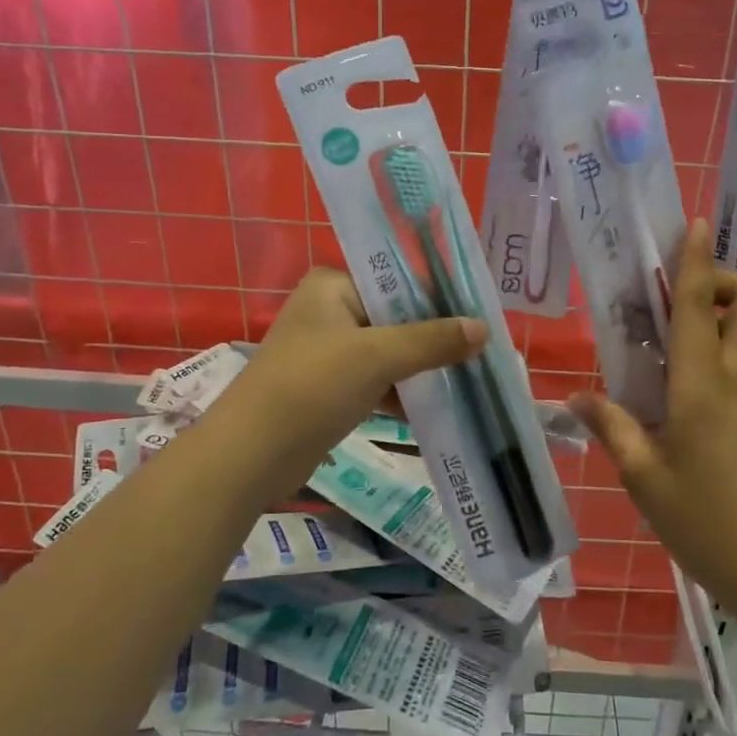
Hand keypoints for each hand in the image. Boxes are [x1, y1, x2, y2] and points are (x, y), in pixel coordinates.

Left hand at [235, 268, 485, 491]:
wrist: (252, 454)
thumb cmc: (312, 386)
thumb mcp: (377, 356)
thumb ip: (432, 341)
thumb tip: (484, 329)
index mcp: (334, 286)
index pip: (398, 281)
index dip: (439, 298)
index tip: (480, 314)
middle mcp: (330, 310)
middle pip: (397, 317)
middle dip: (435, 336)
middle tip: (482, 348)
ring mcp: (329, 351)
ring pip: (389, 351)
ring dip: (422, 366)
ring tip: (470, 375)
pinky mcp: (330, 388)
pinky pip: (377, 380)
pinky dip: (402, 391)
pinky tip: (437, 404)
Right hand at [569, 220, 736, 593]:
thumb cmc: (706, 521)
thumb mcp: (644, 479)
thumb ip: (613, 428)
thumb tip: (577, 398)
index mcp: (702, 386)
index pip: (701, 308)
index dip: (696, 261)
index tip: (695, 223)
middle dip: (725, 281)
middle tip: (681, 298)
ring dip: (726, 311)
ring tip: (675, 334)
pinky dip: (724, 346)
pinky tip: (684, 381)